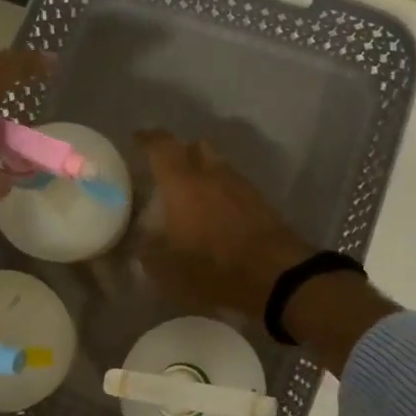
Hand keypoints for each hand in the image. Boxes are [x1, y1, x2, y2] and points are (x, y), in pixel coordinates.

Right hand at [136, 130, 315, 317]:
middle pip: (196, 147)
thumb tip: (143, 242)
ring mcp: (242, 187)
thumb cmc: (214, 268)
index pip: (162, 147)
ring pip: (219, 166)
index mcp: (183, 184)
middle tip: (168, 171)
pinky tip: (217, 215)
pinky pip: (235, 187)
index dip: (147, 139)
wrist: (277, 276)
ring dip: (205, 174)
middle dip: (181, 153)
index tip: (137, 139)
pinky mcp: (262, 204)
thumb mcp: (167, 271)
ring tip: (193, 197)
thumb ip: (148, 253)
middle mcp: (213, 175)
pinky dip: (223, 193)